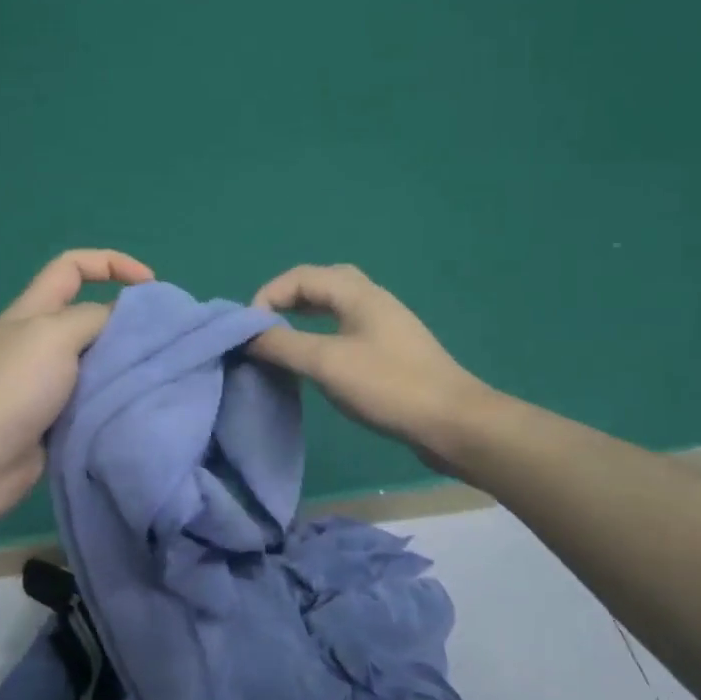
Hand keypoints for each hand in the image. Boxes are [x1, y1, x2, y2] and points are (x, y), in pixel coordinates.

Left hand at [0, 249, 154, 532]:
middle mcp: (40, 341)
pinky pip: (93, 399)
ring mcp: (45, 383)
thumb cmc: (14, 386)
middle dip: (126, 321)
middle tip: (165, 339)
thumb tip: (122, 319)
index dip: (112, 263)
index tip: (151, 285)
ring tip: (160, 374)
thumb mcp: (55, 334)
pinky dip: (114, 399)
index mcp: (34, 310)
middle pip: (90, 315)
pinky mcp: (54, 420)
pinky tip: (138, 406)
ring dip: (124, 365)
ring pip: (96, 360)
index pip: (73, 266)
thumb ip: (94, 317)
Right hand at [248, 264, 491, 476]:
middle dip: (287, 299)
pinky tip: (317, 361)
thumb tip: (246, 336)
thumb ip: (282, 345)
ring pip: (336, 307)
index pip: (301, 276)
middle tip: (265, 327)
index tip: (249, 330)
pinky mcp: (392, 351)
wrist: (454, 423)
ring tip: (282, 341)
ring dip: (304, 317)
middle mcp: (372, 300)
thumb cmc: (388, 386)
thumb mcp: (326, 363)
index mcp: (357, 293)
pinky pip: (347, 329)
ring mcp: (386, 326)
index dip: (269, 295)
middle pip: (321, 284)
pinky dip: (322, 335)